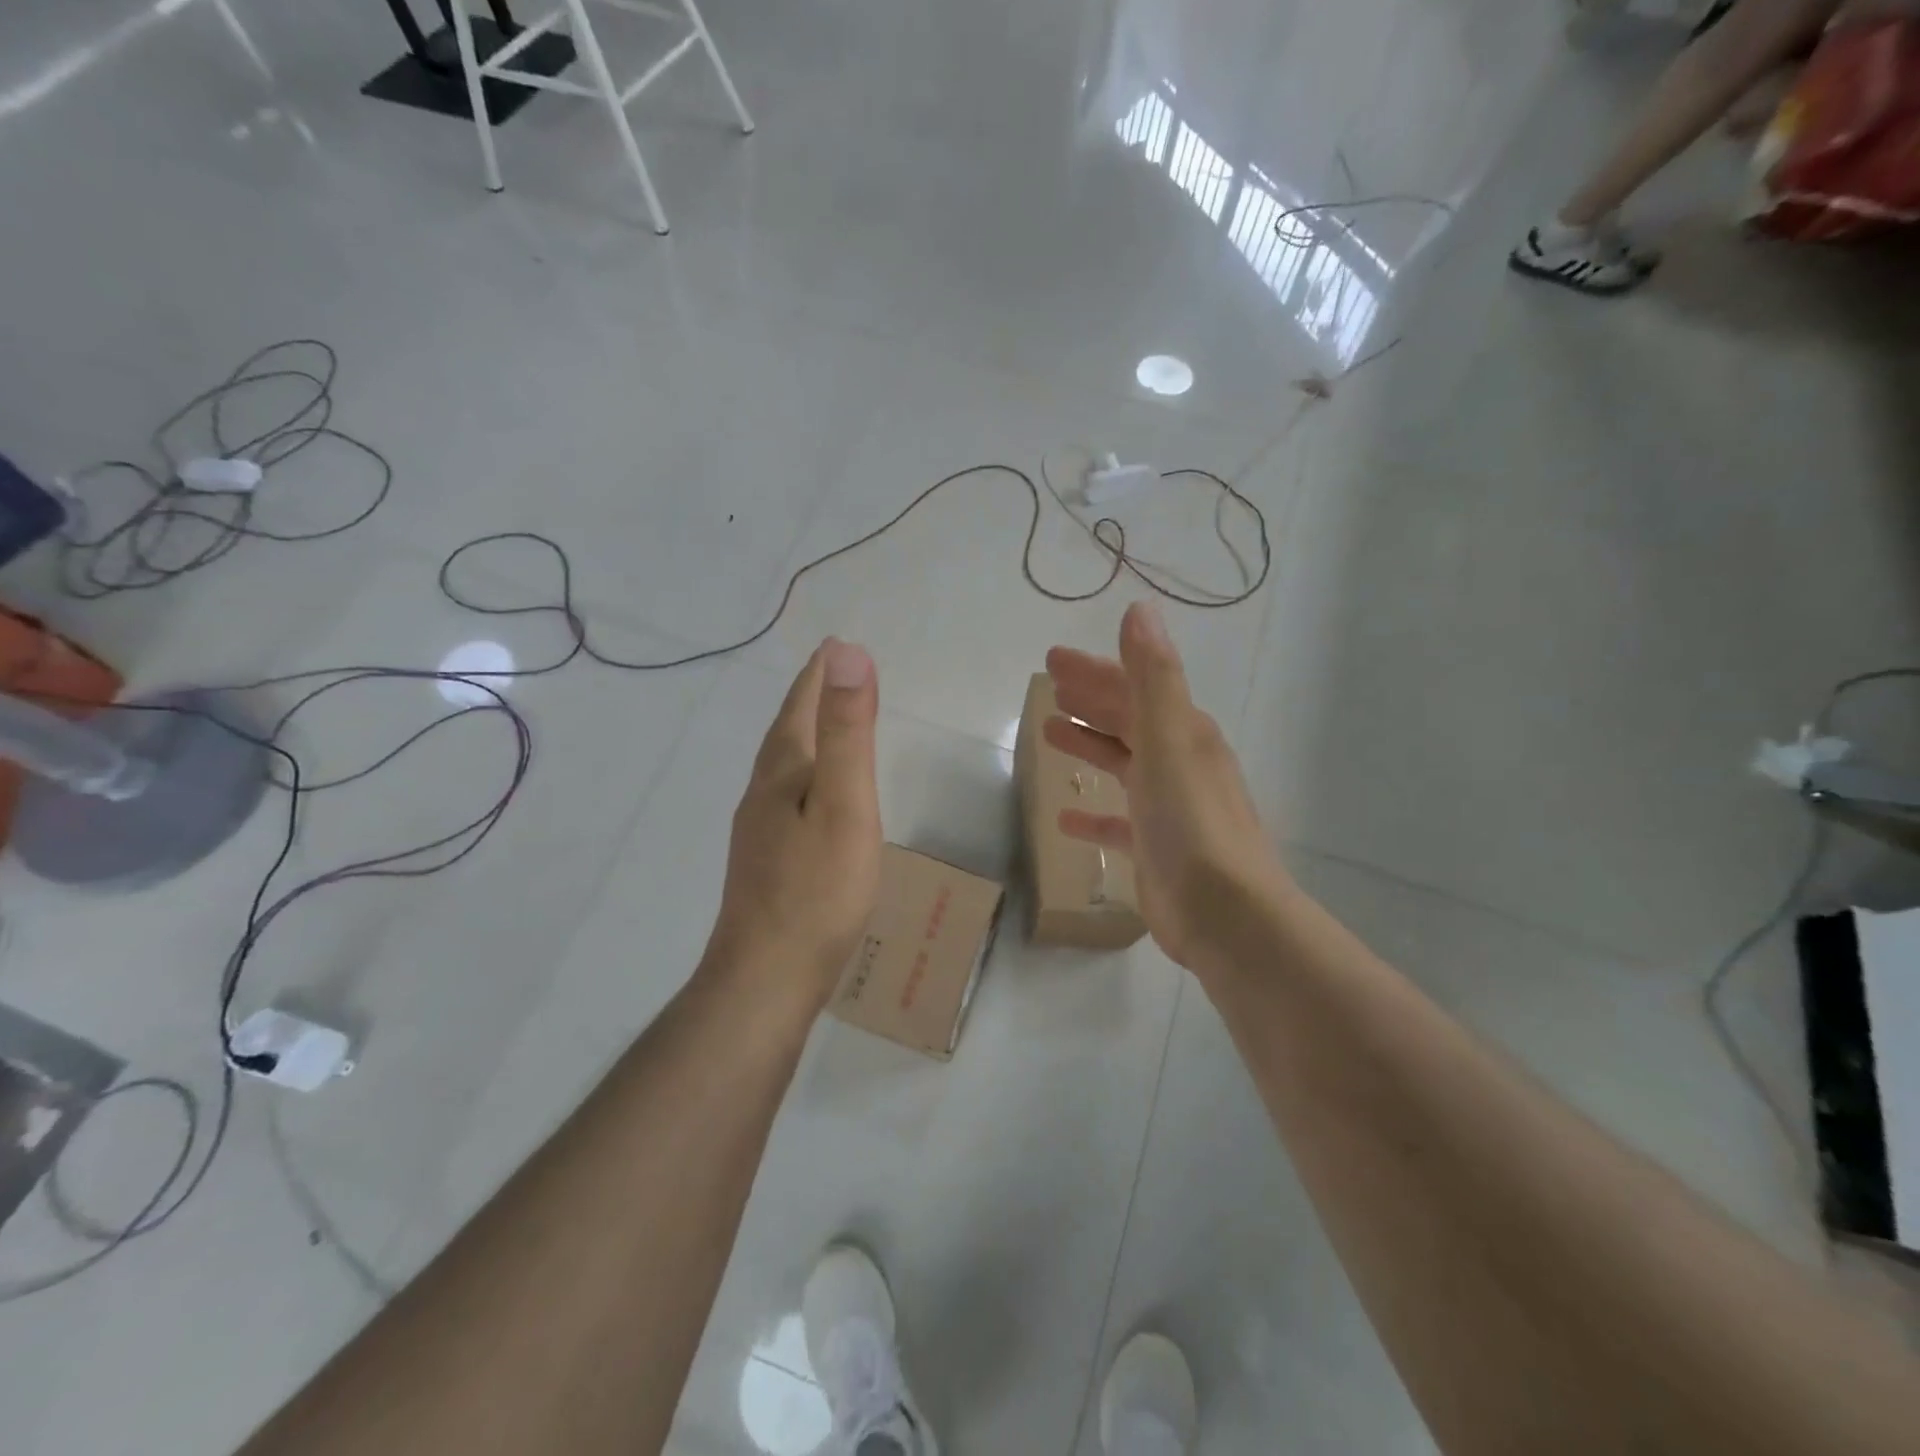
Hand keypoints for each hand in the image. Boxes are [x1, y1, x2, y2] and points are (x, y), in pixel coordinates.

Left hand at [704, 639, 882, 1011]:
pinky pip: (784, 797)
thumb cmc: (817, 890)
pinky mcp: (764, 862)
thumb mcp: (845, 804)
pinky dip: (802, 776)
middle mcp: (762, 793)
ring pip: (782, 767)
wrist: (766, 977)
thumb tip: (846, 653)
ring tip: (823, 727)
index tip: (833, 645)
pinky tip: (810, 798)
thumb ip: (848, 732)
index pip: (800, 708)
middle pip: (786, 733)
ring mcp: (758, 831)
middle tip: (828, 676)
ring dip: (803, 737)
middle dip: (808, 700)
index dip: (818, 675)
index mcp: (783, 773)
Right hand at [1044, 602, 1285, 977]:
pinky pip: (1117, 822)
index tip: (1052, 660)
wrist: (1226, 914)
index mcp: (1183, 734)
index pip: (1133, 688)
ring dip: (1090, 745)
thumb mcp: (1169, 741)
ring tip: (1050, 733)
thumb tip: (1140, 610)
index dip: (1095, 671)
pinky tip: (1065, 817)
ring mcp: (1168, 809)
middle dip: (1090, 700)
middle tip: (1049, 686)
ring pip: (1123, 765)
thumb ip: (1153, 678)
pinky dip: (1094, 814)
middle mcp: (1179, 764)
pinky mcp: (1155, 850)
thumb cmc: (1191, 822)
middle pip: (1127, 721)